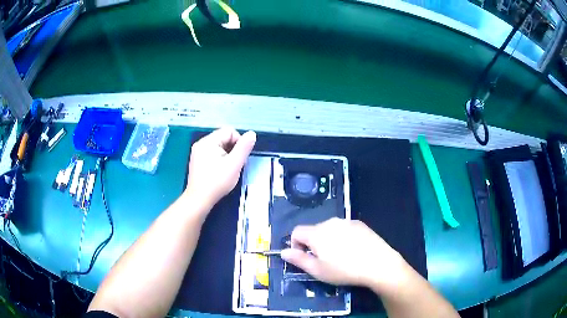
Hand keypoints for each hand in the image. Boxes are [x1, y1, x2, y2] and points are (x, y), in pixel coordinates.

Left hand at [184, 127, 255, 210]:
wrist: (199, 199)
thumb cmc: (217, 182)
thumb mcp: (234, 164)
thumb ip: (244, 148)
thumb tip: (251, 134)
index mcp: (208, 141)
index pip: (229, 131)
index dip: (239, 142)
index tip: (240, 158)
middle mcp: (201, 143)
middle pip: (224, 138)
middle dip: (233, 149)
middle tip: (235, 165)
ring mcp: (198, 152)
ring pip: (219, 146)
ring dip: (227, 155)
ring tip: (228, 169)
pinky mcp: (197, 161)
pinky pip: (212, 154)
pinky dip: (219, 160)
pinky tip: (220, 172)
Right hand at [280, 218, 411, 292]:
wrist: (378, 263)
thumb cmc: (344, 270)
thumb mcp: (318, 270)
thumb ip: (298, 260)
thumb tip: (284, 252)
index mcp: (317, 233)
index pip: (297, 231)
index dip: (296, 245)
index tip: (304, 258)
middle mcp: (330, 222)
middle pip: (314, 230)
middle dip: (313, 243)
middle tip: (323, 260)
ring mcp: (347, 221)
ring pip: (329, 229)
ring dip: (328, 240)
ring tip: (340, 256)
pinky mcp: (360, 223)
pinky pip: (344, 228)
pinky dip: (342, 237)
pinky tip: (353, 250)